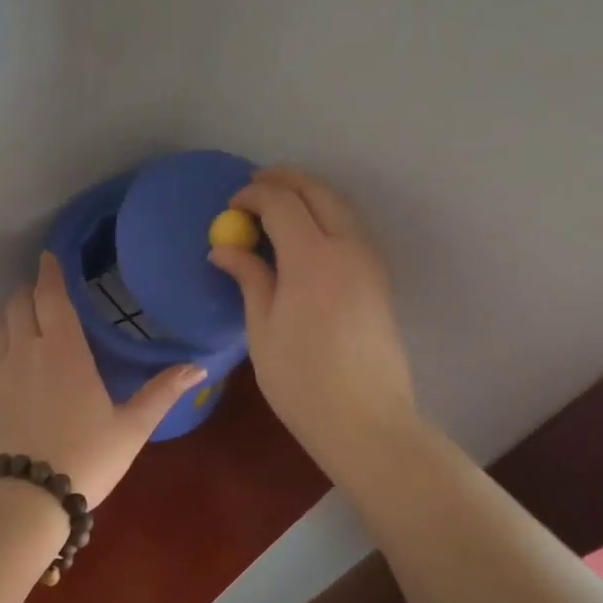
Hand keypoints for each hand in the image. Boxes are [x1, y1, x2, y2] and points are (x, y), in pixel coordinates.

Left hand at [0, 251, 205, 508]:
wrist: (24, 500)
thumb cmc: (85, 459)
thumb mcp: (131, 428)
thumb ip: (162, 392)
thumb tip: (200, 366)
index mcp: (64, 350)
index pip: (51, 295)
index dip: (50, 272)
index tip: (49, 257)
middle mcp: (26, 351)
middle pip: (19, 305)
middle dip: (31, 293)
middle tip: (45, 295)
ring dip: (12, 318)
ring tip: (25, 323)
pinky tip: (0, 362)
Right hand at [208, 168, 418, 470]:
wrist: (366, 421)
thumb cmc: (301, 379)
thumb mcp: (262, 328)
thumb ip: (249, 278)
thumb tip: (224, 249)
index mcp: (312, 257)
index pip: (282, 202)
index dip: (253, 196)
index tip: (230, 206)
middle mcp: (347, 248)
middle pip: (318, 192)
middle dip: (285, 181)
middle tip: (255, 186)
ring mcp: (369, 263)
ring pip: (341, 207)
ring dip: (309, 196)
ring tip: (278, 207)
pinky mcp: (379, 281)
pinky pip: (351, 230)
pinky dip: (326, 217)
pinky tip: (305, 239)